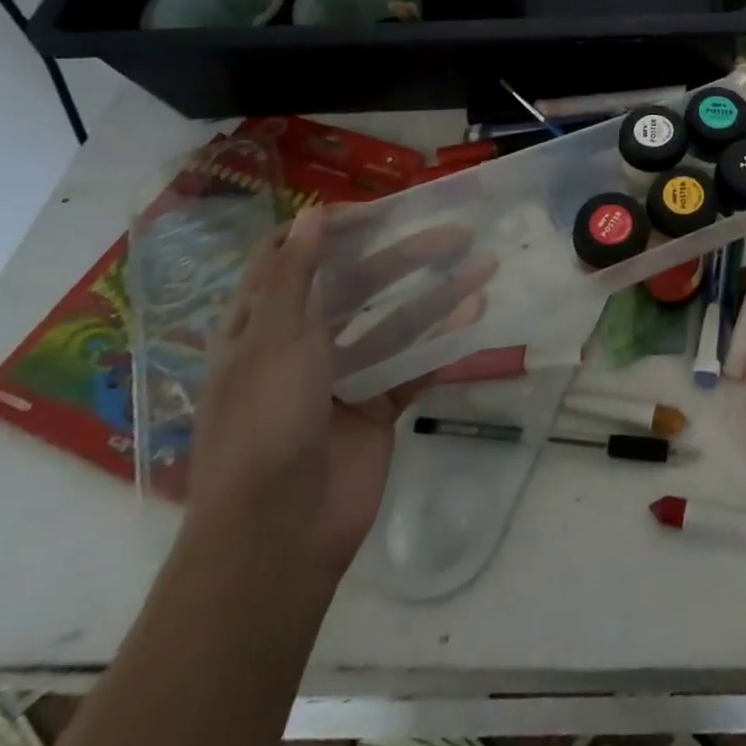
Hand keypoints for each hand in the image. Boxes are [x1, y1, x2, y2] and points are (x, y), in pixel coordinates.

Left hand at [187, 207, 490, 576]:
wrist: (278, 534)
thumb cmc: (265, 424)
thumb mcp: (275, 340)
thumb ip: (297, 274)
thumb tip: (313, 212)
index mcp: (260, 328)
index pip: (291, 260)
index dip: (328, 230)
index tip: (378, 211)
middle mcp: (300, 346)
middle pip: (355, 286)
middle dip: (403, 257)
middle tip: (454, 233)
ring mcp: (341, 378)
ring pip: (394, 321)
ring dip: (436, 294)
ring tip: (484, 266)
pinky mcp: (376, 406)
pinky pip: (414, 362)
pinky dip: (443, 338)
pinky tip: (476, 313)